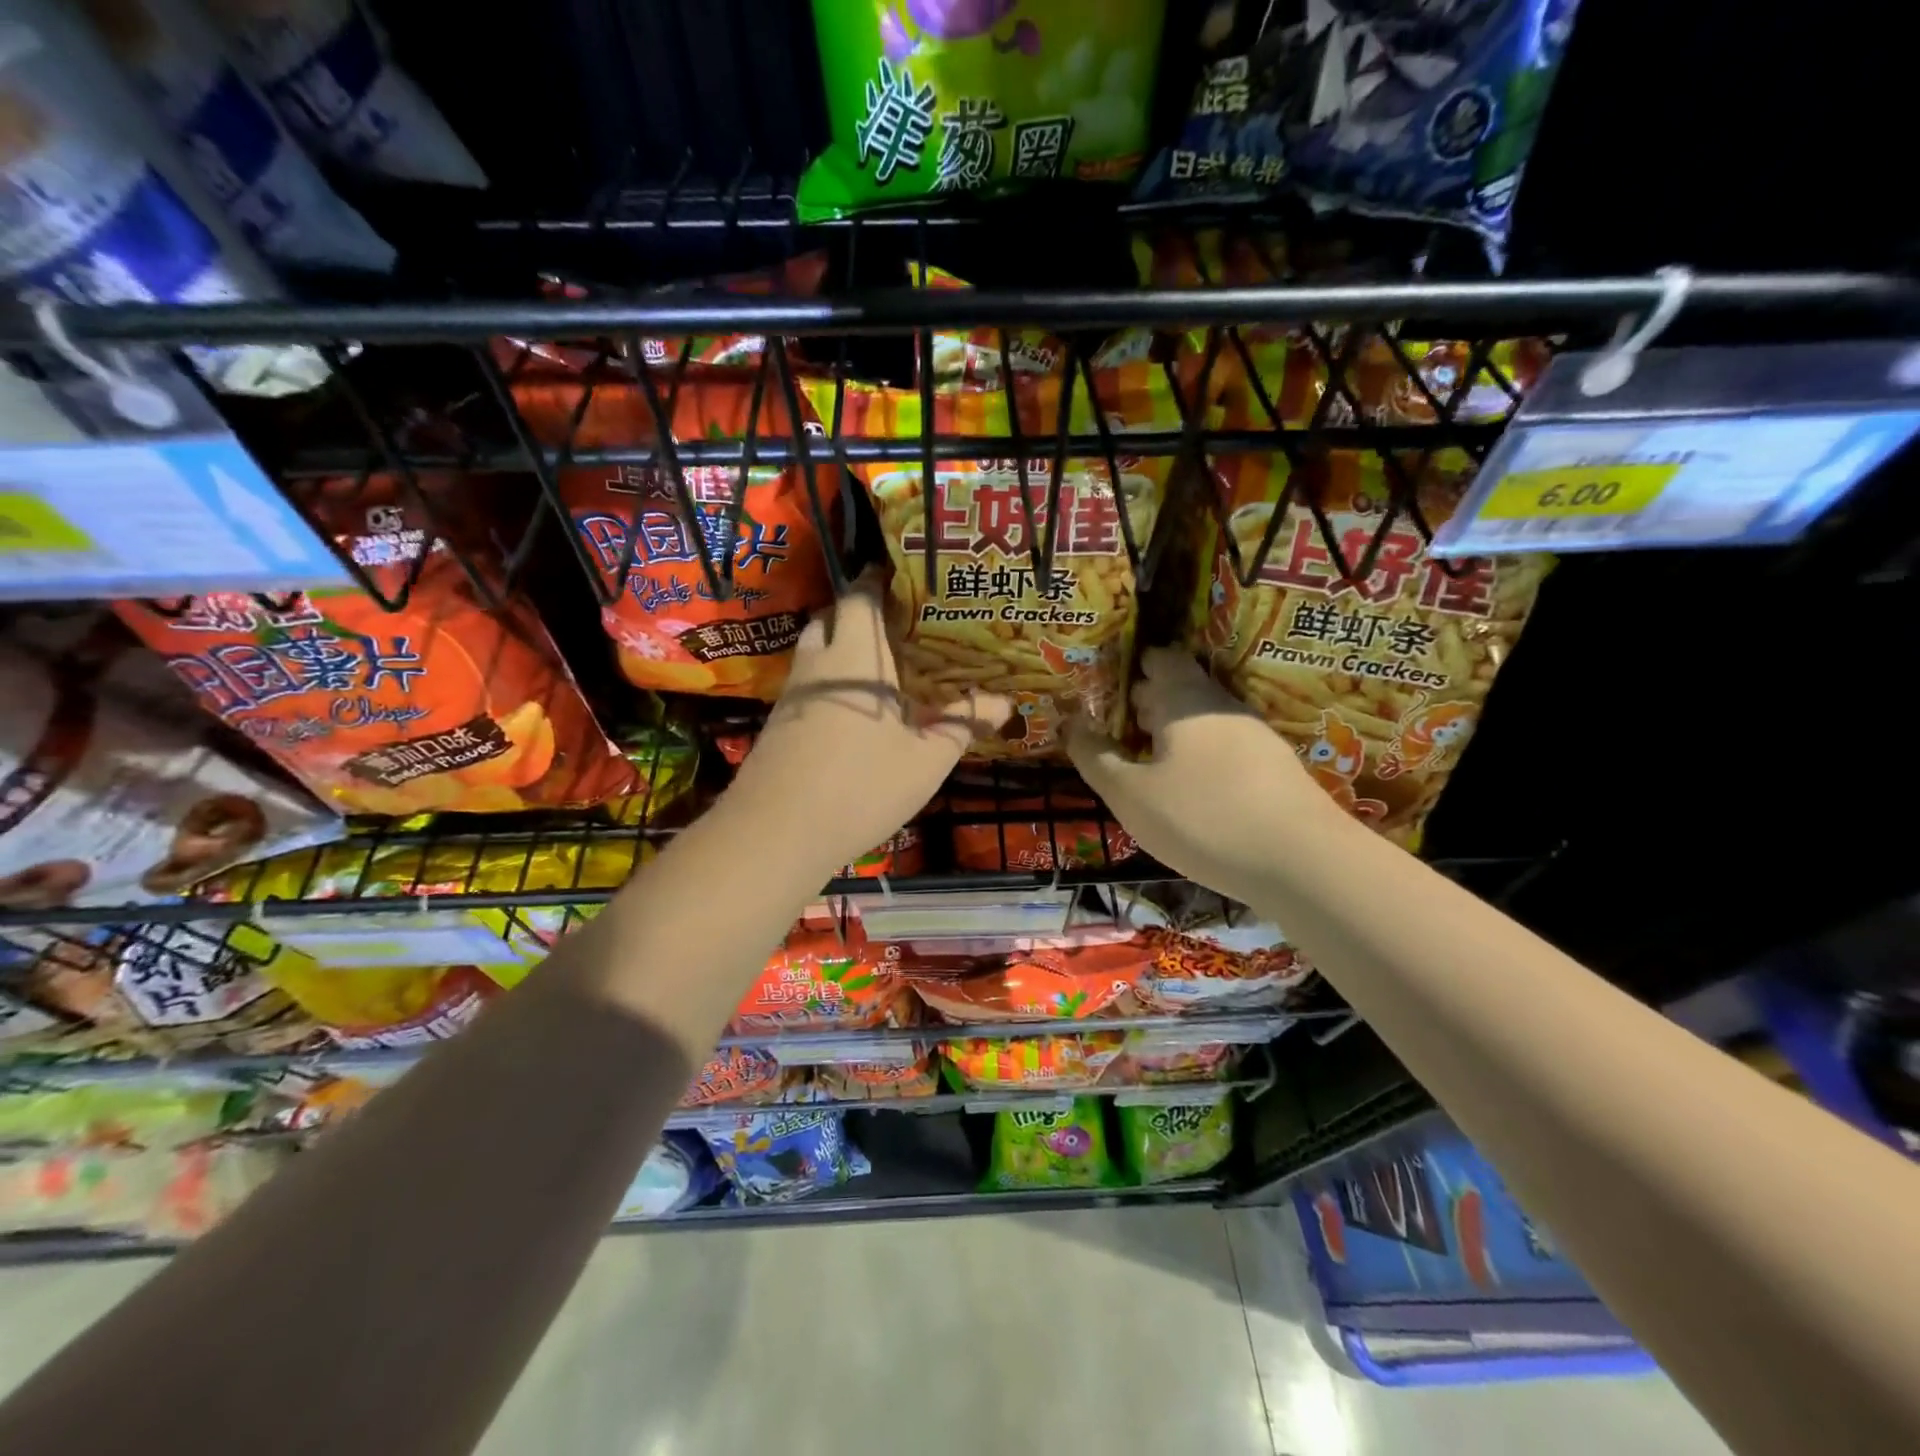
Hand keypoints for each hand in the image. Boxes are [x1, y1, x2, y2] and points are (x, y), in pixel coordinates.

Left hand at [728, 573, 1009, 878]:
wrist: (776, 832)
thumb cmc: (861, 786)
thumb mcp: (925, 760)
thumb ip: (962, 724)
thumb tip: (1004, 703)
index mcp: (855, 656)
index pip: (860, 596)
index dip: (880, 581)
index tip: (908, 582)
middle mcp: (817, 663)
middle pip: (832, 618)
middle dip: (860, 614)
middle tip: (900, 628)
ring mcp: (791, 693)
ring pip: (816, 651)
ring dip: (843, 648)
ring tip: (882, 667)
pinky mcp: (779, 722)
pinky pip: (808, 683)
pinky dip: (831, 681)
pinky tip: (855, 710)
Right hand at [1068, 647, 1340, 904]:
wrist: (1302, 861)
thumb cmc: (1202, 818)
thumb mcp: (1130, 795)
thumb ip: (1096, 758)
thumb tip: (1072, 725)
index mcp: (1185, 699)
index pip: (1160, 658)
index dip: (1134, 665)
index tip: (1108, 684)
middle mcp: (1222, 706)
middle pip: (1182, 688)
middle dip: (1149, 701)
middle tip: (1118, 725)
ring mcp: (1254, 736)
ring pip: (1204, 719)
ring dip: (1174, 731)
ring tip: (1147, 759)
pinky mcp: (1274, 768)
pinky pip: (1225, 747)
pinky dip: (1200, 755)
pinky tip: (1190, 787)